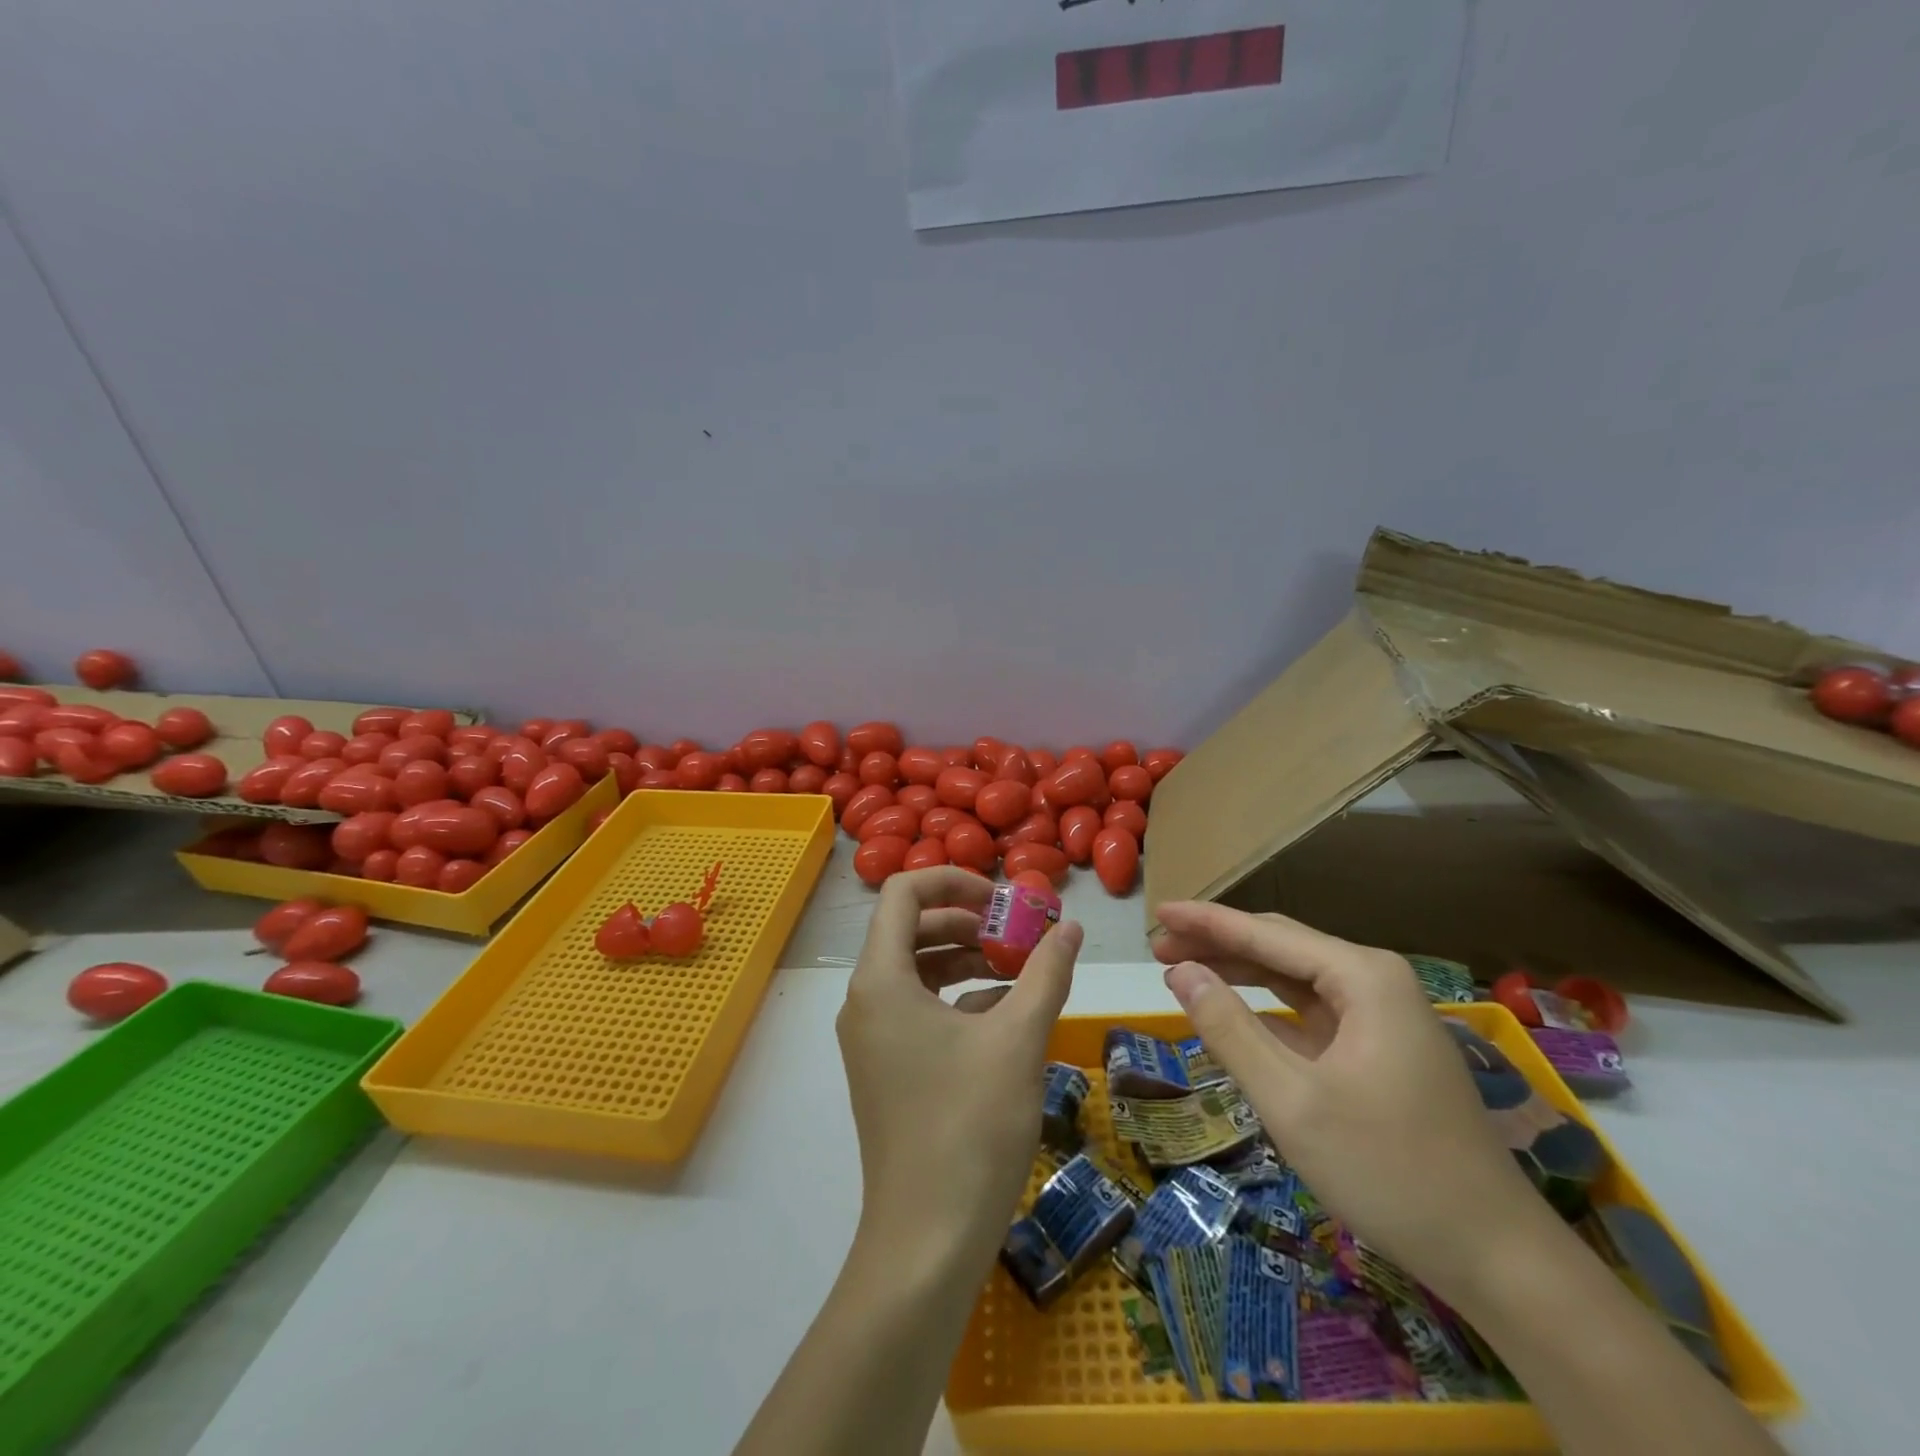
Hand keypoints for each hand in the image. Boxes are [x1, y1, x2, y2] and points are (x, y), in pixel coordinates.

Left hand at [838, 868, 1083, 1271]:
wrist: (926, 1241)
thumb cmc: (969, 1127)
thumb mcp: (1018, 1039)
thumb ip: (1045, 972)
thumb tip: (1069, 926)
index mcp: (881, 980)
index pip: (904, 892)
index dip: (954, 880)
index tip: (1003, 899)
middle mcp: (865, 1000)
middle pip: (912, 929)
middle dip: (968, 923)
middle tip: (1019, 934)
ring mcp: (871, 1038)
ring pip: (917, 971)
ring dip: (967, 960)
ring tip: (1021, 970)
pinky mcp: (885, 1068)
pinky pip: (918, 1009)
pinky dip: (959, 999)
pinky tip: (1005, 1015)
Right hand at [1152, 901, 1548, 1299]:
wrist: (1496, 1256)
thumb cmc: (1387, 1170)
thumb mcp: (1291, 1100)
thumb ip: (1229, 1027)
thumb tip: (1180, 972)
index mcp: (1363, 978)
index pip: (1266, 934)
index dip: (1206, 921)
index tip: (1155, 914)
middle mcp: (1376, 981)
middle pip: (1281, 947)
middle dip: (1218, 943)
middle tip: (1158, 948)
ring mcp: (1383, 1016)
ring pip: (1295, 977)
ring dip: (1239, 972)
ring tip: (1183, 971)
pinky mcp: (1381, 1048)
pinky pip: (1312, 1010)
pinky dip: (1268, 1007)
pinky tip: (1235, 1013)